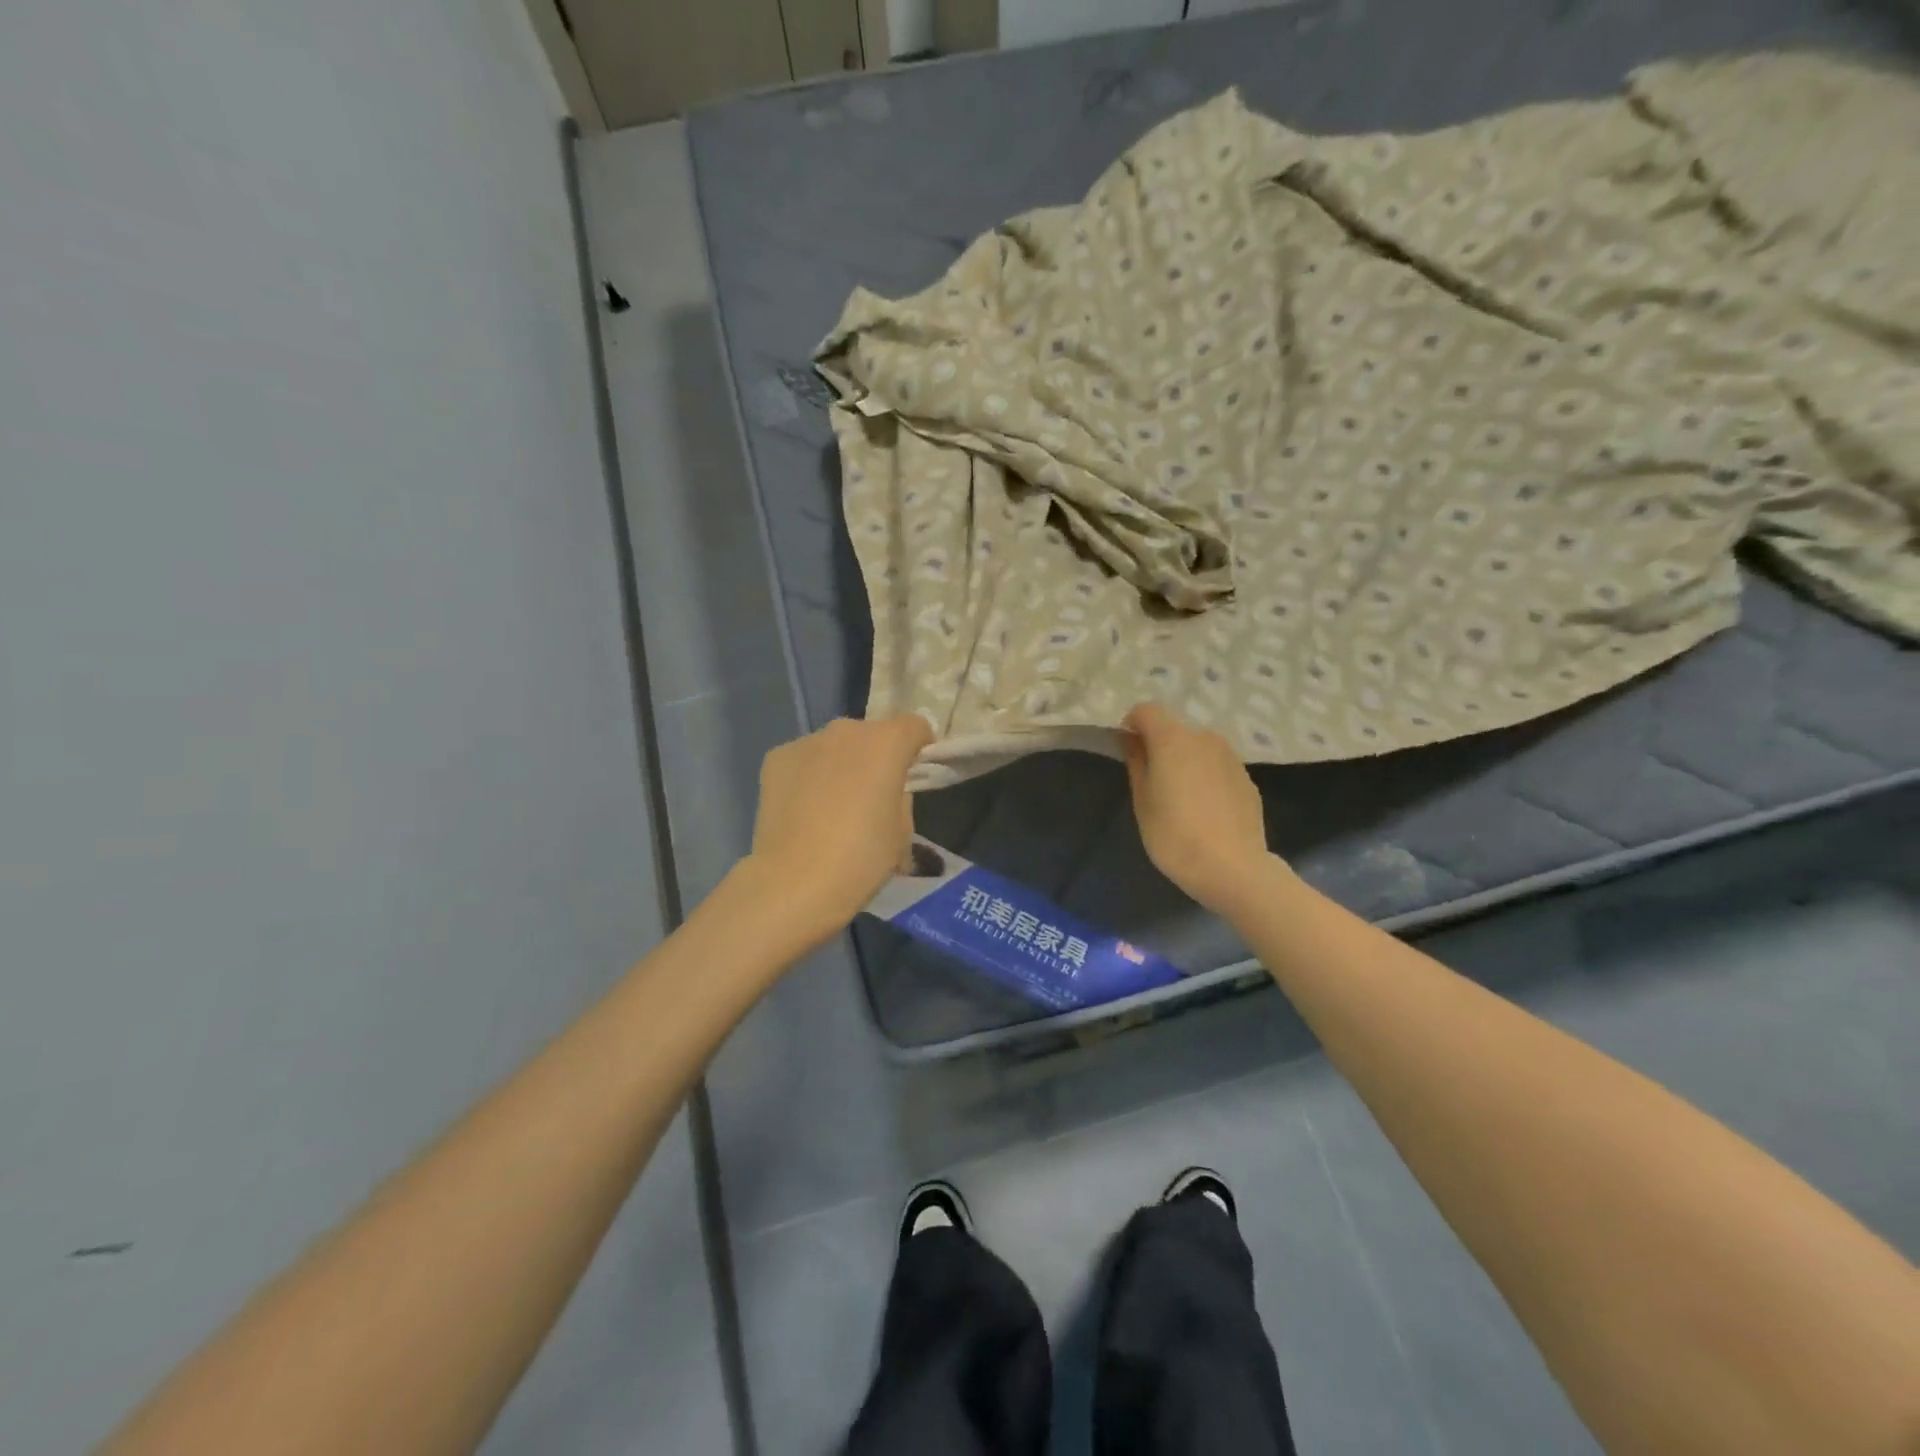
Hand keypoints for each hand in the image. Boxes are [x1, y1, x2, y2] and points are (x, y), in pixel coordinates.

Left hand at [742, 714, 932, 948]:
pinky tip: (803, 810)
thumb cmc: (862, 858)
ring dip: (841, 764)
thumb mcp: (902, 830)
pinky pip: (803, 759)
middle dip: (876, 756)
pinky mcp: (776, 758)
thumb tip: (887, 791)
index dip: (919, 746)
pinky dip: (809, 775)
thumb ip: (900, 796)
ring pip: (834, 746)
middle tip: (872, 794)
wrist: (795, 882)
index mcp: (886, 743)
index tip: (914, 773)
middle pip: (871, 734)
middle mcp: (847, 731)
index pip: (914, 726)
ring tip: (832, 805)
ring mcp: (807, 741)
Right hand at [1122, 702, 1276, 916]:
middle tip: (1152, 779)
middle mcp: (1204, 738)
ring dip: (1185, 760)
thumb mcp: (1143, 801)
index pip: (1146, 710)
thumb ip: (1136, 764)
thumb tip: (1132, 741)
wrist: (1232, 868)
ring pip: (1198, 747)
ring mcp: (1230, 757)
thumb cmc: (1174, 835)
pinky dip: (1206, 776)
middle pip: (1174, 729)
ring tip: (1181, 797)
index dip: (1132, 724)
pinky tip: (1205, 809)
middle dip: (1159, 745)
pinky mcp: (1246, 778)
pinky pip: (1217, 766)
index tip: (1127, 750)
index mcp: (1172, 739)